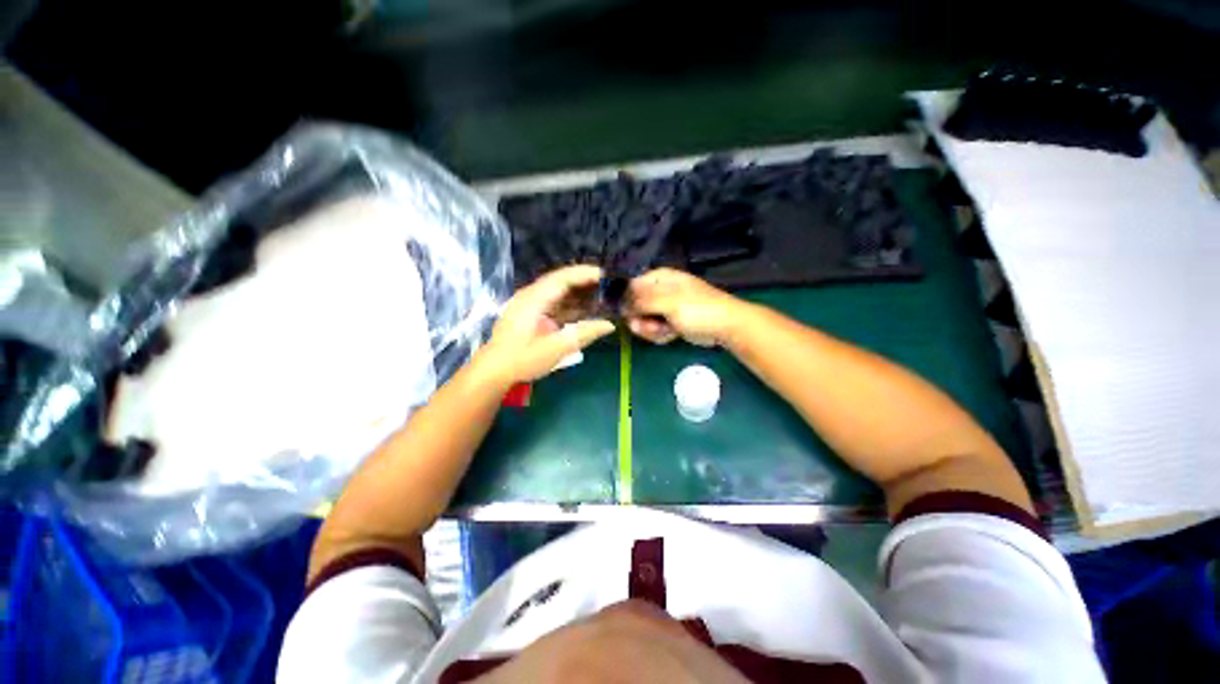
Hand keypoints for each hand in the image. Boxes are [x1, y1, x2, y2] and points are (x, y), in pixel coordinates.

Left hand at [481, 265, 616, 383]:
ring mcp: (529, 304)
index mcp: (534, 299)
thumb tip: (609, 325)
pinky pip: (553, 302)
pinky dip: (569, 304)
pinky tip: (583, 309)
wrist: (494, 371)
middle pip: (560, 281)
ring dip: (577, 293)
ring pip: (557, 291)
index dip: (584, 274)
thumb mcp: (556, 349)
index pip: (562, 278)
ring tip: (600, 295)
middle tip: (607, 284)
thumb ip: (584, 334)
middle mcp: (530, 296)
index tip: (605, 275)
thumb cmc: (523, 359)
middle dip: (583, 281)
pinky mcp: (530, 313)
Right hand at [624, 268, 746, 346]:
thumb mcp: (668, 302)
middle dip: (640, 319)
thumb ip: (641, 301)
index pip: (631, 285)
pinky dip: (660, 335)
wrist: (725, 327)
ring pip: (644, 320)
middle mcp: (659, 291)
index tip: (626, 314)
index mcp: (659, 278)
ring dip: (651, 329)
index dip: (626, 300)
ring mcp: (665, 308)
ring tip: (665, 332)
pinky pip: (655, 329)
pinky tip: (671, 336)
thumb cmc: (698, 309)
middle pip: (635, 305)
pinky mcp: (670, 322)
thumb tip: (619, 304)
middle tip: (649, 327)